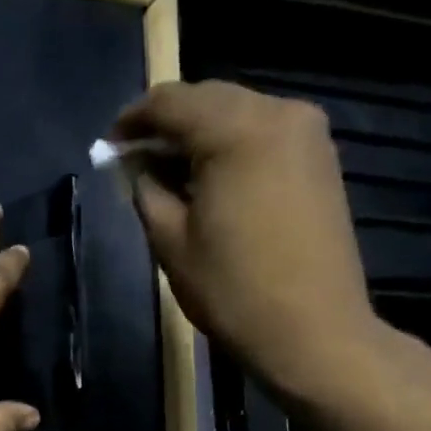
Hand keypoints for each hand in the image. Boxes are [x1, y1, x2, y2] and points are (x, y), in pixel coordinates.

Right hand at [112, 80, 382, 403]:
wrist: (313, 331)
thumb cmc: (233, 289)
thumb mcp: (170, 240)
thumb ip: (146, 189)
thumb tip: (136, 165)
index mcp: (237, 129)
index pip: (170, 101)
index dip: (132, 120)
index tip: (109, 147)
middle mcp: (279, 113)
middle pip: (208, 99)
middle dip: (167, 124)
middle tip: (135, 159)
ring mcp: (308, 133)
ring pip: (238, 113)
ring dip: (199, 134)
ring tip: (169, 172)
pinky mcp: (321, 158)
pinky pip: (264, 132)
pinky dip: (231, 145)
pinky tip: (210, 178)